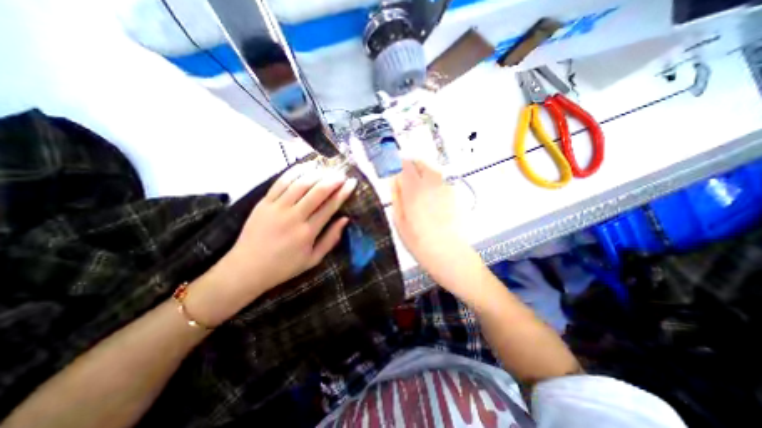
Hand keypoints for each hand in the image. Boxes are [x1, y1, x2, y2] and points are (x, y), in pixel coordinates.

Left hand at [191, 166, 357, 324]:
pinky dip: (294, 172)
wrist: (246, 269)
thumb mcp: (313, 259)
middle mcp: (293, 216)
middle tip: (342, 174)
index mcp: (307, 232)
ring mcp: (277, 208)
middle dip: (333, 179)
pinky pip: (281, 182)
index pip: (330, 206)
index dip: (343, 192)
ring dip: (316, 174)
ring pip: (300, 184)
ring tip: (327, 169)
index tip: (352, 183)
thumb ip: (331, 239)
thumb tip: (345, 219)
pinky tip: (305, 166)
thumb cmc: (284, 266)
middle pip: (317, 191)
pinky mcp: (264, 203)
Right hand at [393, 159, 471, 267]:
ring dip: (421, 171)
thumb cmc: (418, 241)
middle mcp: (431, 184)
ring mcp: (444, 187)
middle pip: (420, 163)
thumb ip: (396, 197)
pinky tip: (428, 194)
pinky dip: (431, 180)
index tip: (391, 169)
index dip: (396, 164)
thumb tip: (394, 180)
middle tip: (402, 176)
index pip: (404, 165)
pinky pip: (440, 179)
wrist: (448, 253)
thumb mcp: (399, 221)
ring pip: (431, 169)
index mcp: (414, 190)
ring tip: (415, 184)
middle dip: (409, 165)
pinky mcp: (453, 194)